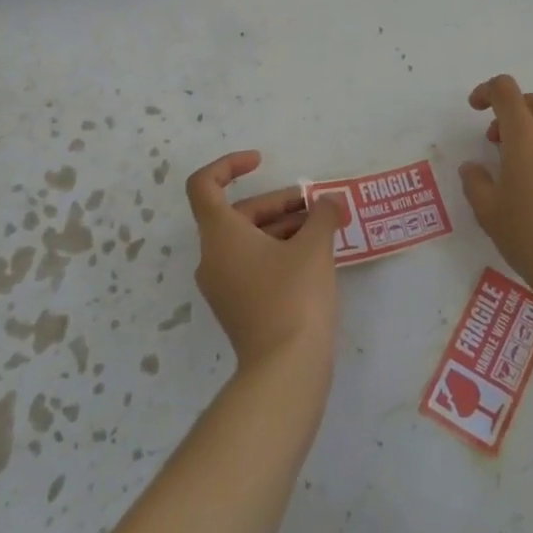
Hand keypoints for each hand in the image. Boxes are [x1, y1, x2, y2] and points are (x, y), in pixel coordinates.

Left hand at [187, 151, 343, 372]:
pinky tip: (314, 258)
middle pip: (238, 213)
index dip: (229, 165)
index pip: (204, 186)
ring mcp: (223, 286)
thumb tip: (327, 202)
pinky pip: (253, 264)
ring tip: (323, 229)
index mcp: (220, 235)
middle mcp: (213, 258)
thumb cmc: (295, 296)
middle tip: (317, 206)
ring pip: (249, 240)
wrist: (285, 370)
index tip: (260, 161)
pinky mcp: (238, 308)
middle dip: (279, 203)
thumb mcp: (315, 246)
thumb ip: (322, 214)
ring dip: (284, 227)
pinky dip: (279, 251)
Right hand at [458, 76, 532, 314]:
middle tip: (497, 142)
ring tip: (527, 164)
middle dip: (512, 112)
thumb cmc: (532, 239)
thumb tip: (473, 167)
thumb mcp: (489, 214)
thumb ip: (475, 182)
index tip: (476, 108)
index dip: (487, 91)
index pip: (506, 91)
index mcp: (526, 138)